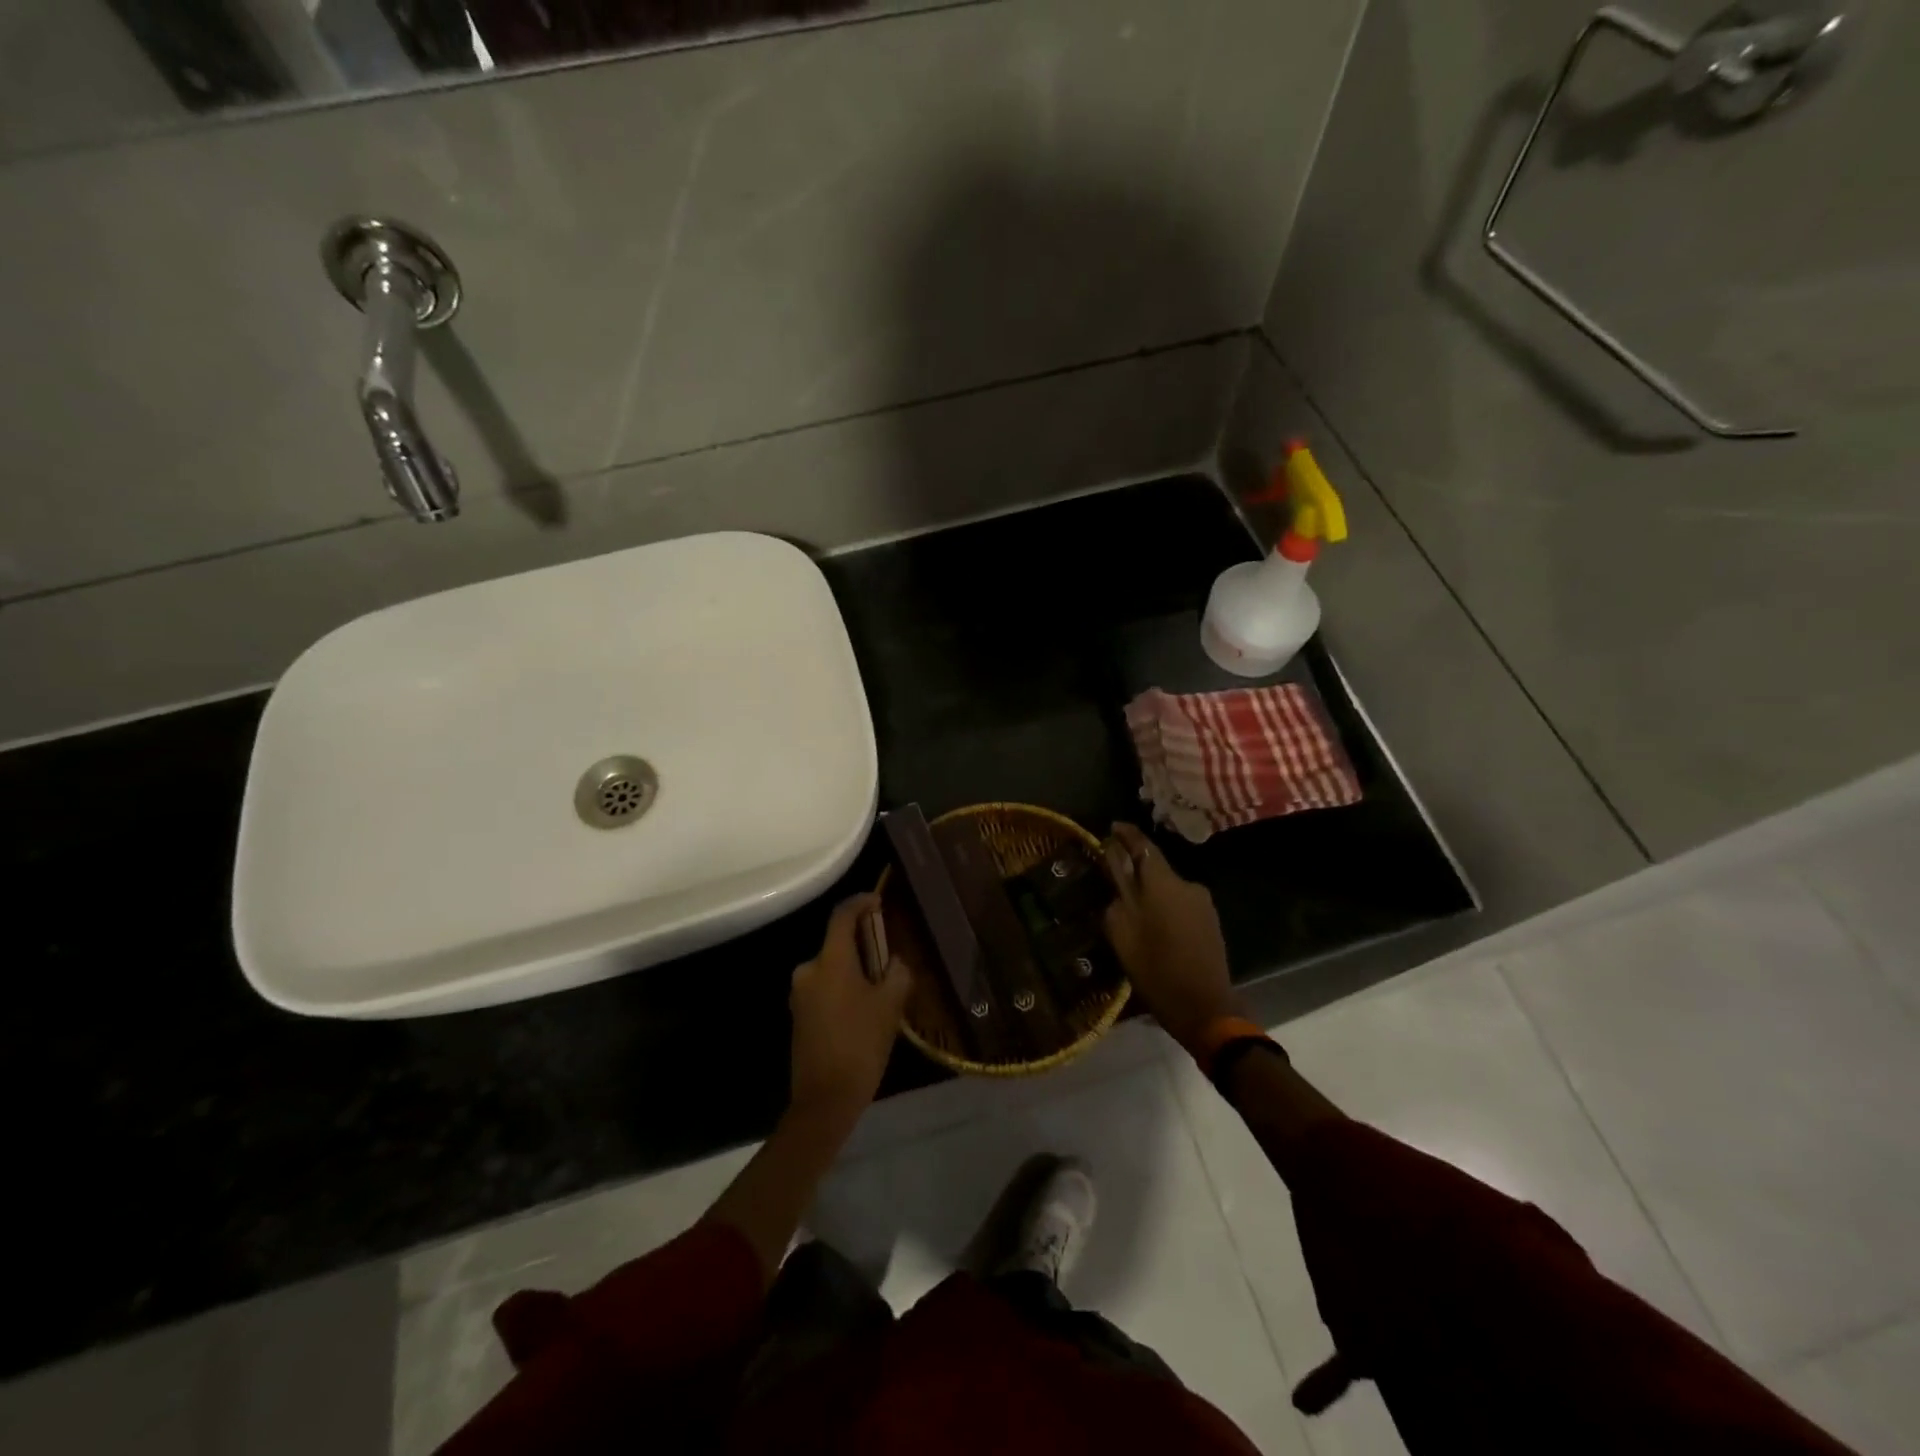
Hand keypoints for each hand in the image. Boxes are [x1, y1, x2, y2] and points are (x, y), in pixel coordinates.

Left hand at [789, 894, 910, 1124]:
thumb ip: (897, 974)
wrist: (824, 1100)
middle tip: (890, 957)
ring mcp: (800, 994)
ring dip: (854, 970)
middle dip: (864, 945)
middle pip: (837, 944)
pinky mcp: (798, 1015)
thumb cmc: (861, 1045)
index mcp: (830, 961)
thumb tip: (895, 963)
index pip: (842, 916)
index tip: (878, 901)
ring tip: (882, 987)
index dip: (860, 903)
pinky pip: (824, 988)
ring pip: (832, 968)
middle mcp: (808, 971)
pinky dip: (843, 988)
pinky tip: (863, 1008)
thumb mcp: (890, 1006)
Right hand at [1101, 823, 1241, 1055]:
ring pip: (1168, 887)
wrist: (1205, 1007)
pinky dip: (1164, 906)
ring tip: (1131, 908)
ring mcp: (1203, 903)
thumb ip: (1117, 890)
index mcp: (1163, 882)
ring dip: (1150, 891)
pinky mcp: (1210, 921)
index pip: (1143, 845)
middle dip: (1135, 869)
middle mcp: (1187, 884)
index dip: (1126, 834)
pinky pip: (1180, 903)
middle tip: (1113, 877)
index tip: (1112, 827)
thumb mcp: (1122, 929)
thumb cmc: (1155, 968)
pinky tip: (1153, 925)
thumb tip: (1113, 862)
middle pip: (1156, 867)